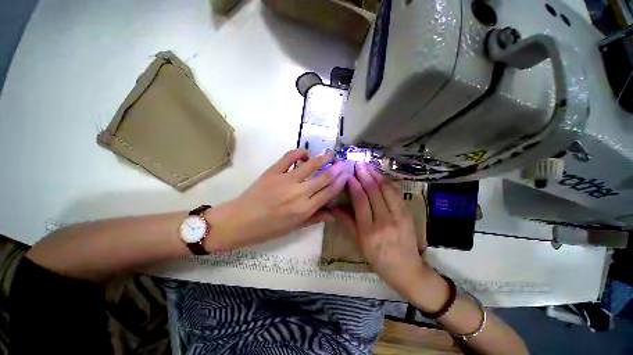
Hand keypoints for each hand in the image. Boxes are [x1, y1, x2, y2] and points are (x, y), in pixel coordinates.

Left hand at [207, 149, 348, 250]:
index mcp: (304, 209)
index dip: (339, 182)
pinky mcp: (273, 172)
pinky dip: (299, 152)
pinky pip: (289, 157)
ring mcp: (286, 180)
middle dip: (335, 169)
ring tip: (330, 154)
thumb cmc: (268, 229)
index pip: (328, 193)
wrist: (240, 221)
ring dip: (322, 158)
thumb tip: (333, 214)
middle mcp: (299, 193)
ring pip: (310, 165)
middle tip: (342, 162)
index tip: (346, 174)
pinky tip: (304, 154)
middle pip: (323, 178)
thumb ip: (314, 218)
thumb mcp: (293, 228)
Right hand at [333, 163, 431, 296]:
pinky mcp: (408, 214)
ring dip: (377, 175)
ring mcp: (399, 216)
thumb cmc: (379, 259)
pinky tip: (381, 176)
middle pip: (375, 192)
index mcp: (369, 231)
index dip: (355, 185)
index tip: (349, 174)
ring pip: (388, 190)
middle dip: (365, 175)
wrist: (408, 270)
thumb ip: (347, 222)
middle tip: (358, 164)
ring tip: (368, 166)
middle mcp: (385, 221)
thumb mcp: (359, 244)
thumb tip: (334, 207)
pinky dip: (388, 182)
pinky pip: (397, 193)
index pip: (361, 201)